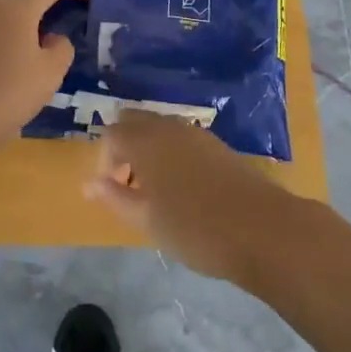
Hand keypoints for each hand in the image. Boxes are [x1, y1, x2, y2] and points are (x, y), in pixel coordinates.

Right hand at [86, 110, 303, 283]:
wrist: (262, 229)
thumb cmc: (196, 229)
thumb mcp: (147, 220)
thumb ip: (115, 198)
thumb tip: (88, 184)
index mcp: (146, 141)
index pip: (111, 134)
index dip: (105, 161)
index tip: (112, 192)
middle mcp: (169, 127)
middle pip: (135, 122)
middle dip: (124, 148)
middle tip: (129, 186)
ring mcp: (196, 133)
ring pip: (159, 128)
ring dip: (148, 150)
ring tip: (154, 191)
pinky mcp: (216, 144)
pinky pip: (181, 138)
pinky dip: (170, 153)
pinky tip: (182, 188)